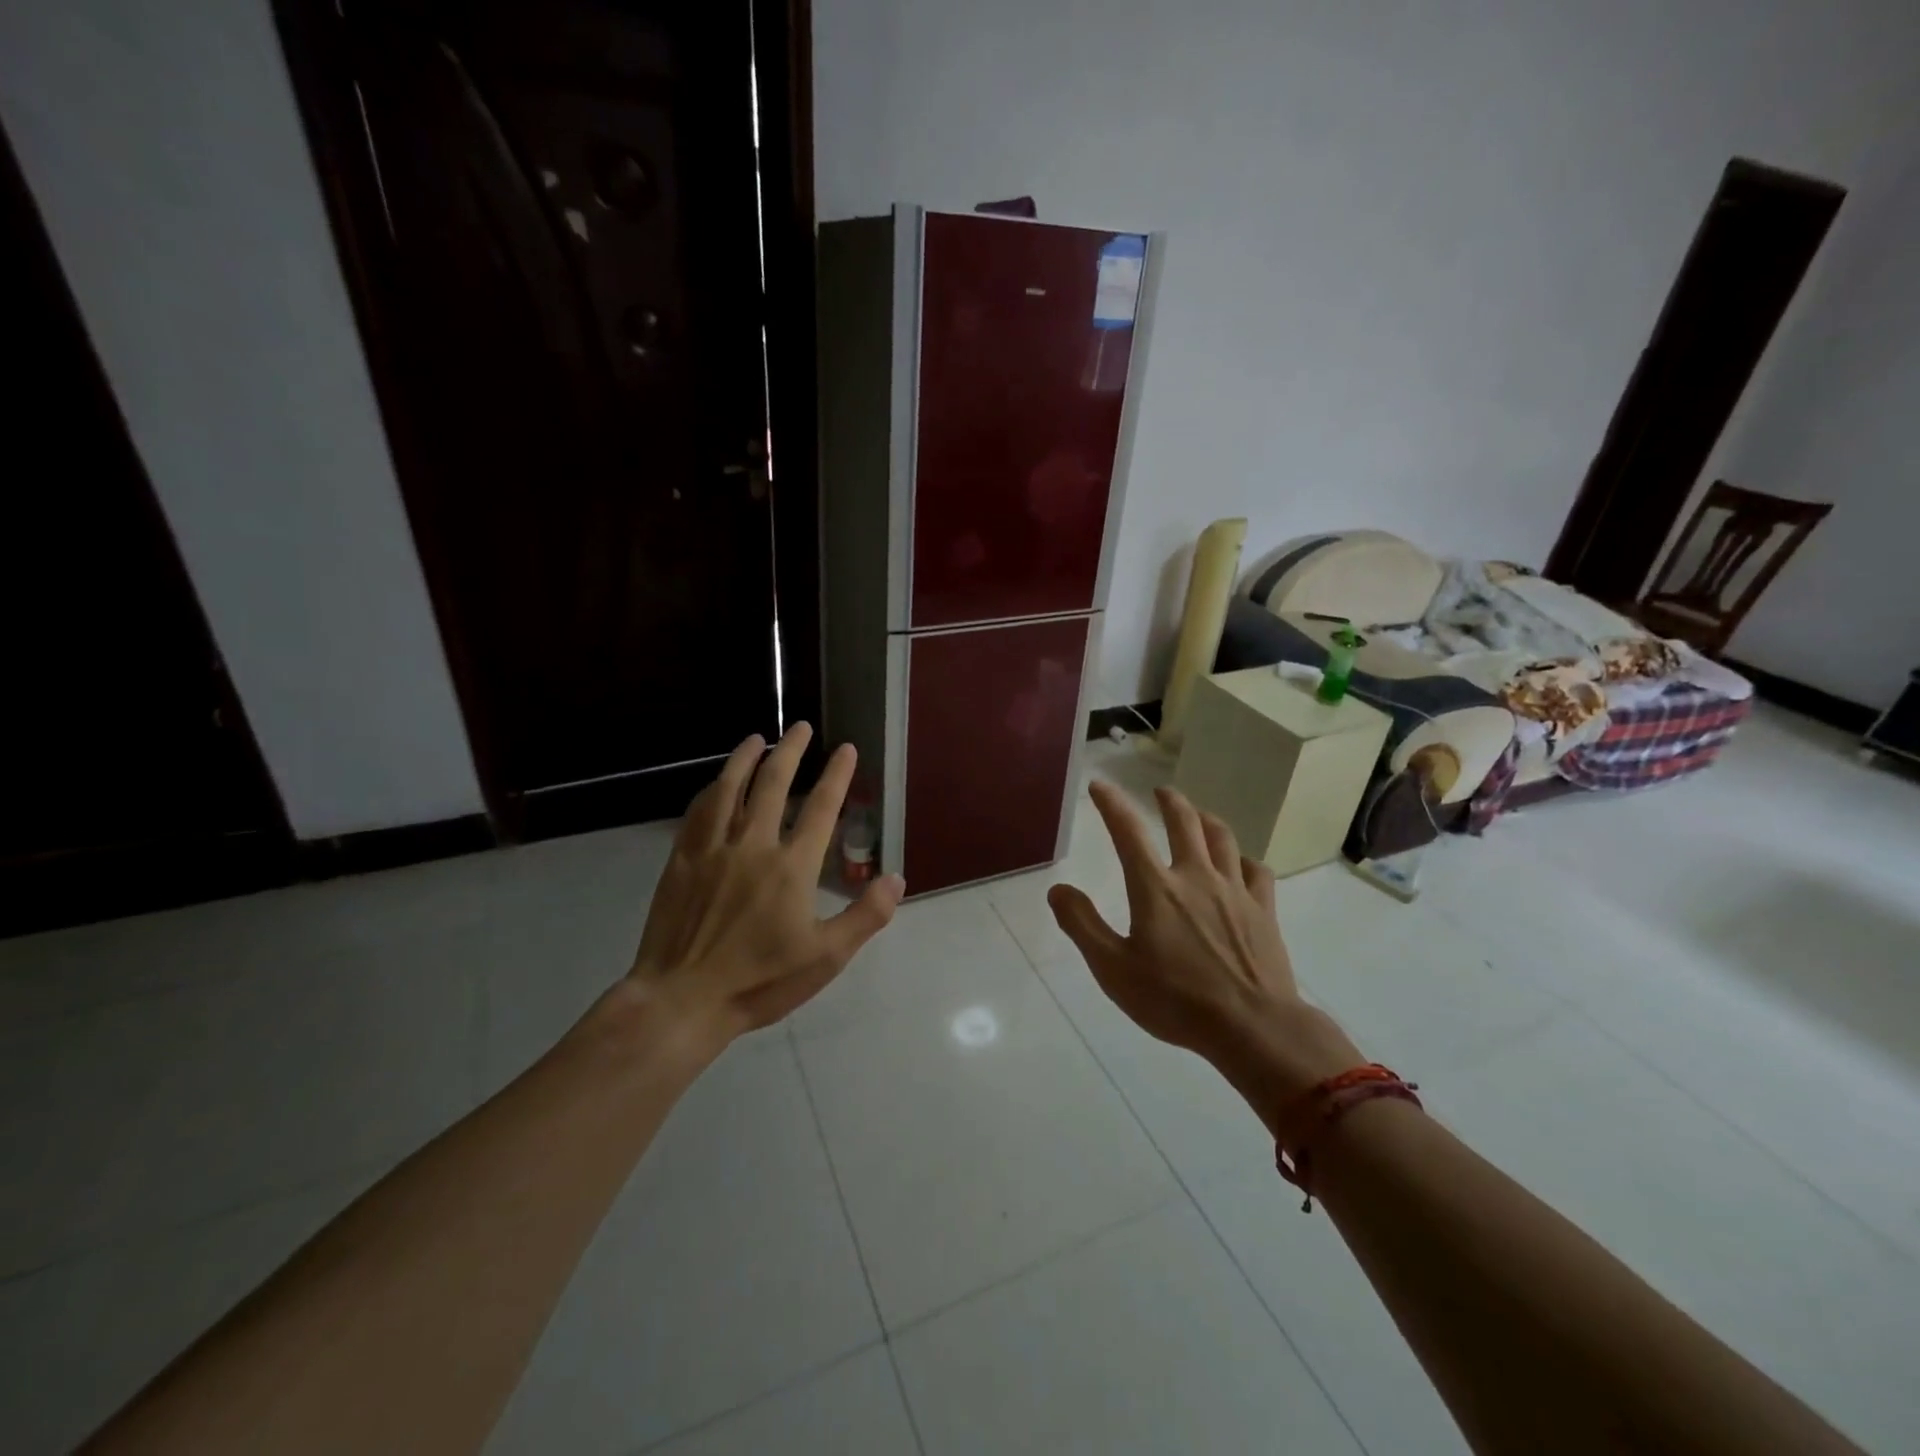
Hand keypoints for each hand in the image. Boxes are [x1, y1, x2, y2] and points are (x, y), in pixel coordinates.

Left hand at [627, 723, 904, 1044]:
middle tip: (801, 727)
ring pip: (731, 789)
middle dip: (791, 751)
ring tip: (757, 738)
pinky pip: (697, 813)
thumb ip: (865, 916)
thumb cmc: (760, 982)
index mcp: (792, 867)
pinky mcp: (681, 861)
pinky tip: (716, 783)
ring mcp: (713, 849)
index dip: (836, 775)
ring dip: (746, 759)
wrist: (682, 1000)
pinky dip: (711, 790)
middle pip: (774, 784)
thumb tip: (896, 878)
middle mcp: (753, 845)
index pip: (822, 808)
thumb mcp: (826, 957)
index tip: (845, 748)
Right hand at [1047, 782, 1360, 1117]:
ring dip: (1206, 820)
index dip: (1111, 804)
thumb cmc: (1175, 1000)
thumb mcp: (1113, 968)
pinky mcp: (1264, 911)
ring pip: (1223, 839)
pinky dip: (1244, 860)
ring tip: (1198, 815)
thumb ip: (1082, 925)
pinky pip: (1257, 871)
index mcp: (1156, 888)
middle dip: (1169, 801)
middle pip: (1184, 822)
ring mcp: (1235, 891)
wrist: (1252, 1027)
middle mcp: (1196, 877)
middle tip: (1159, 792)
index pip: (1128, 831)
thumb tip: (1058, 889)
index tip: (1100, 785)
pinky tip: (1241, 865)